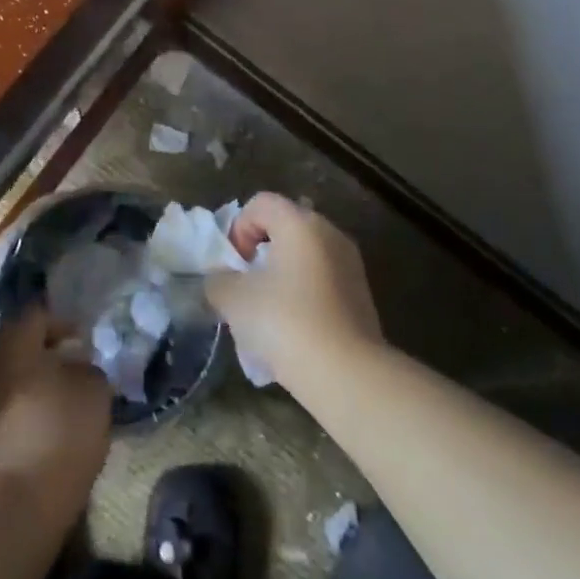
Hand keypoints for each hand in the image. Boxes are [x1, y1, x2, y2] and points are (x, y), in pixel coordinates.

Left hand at [0, 309, 112, 520]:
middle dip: (42, 352)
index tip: (85, 343)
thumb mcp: (93, 389)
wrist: (11, 502)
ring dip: (26, 382)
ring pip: (3, 376)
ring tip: (55, 401)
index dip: (65, 324)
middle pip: (15, 343)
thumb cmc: (57, 429)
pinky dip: (15, 409)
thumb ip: (87, 367)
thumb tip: (75, 365)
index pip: (38, 314)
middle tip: (71, 368)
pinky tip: (37, 427)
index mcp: (10, 336)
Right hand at [205, 193, 383, 387]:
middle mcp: (329, 233)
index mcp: (300, 223)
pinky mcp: (361, 294)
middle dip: (259, 252)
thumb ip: (218, 281)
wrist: (346, 374)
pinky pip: (321, 280)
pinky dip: (302, 294)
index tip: (233, 266)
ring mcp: (350, 263)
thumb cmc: (285, 322)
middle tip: (245, 286)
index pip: (260, 203)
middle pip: (284, 227)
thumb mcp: (233, 299)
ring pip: (303, 256)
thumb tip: (221, 280)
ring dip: (280, 275)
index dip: (238, 228)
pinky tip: (293, 329)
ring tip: (267, 312)